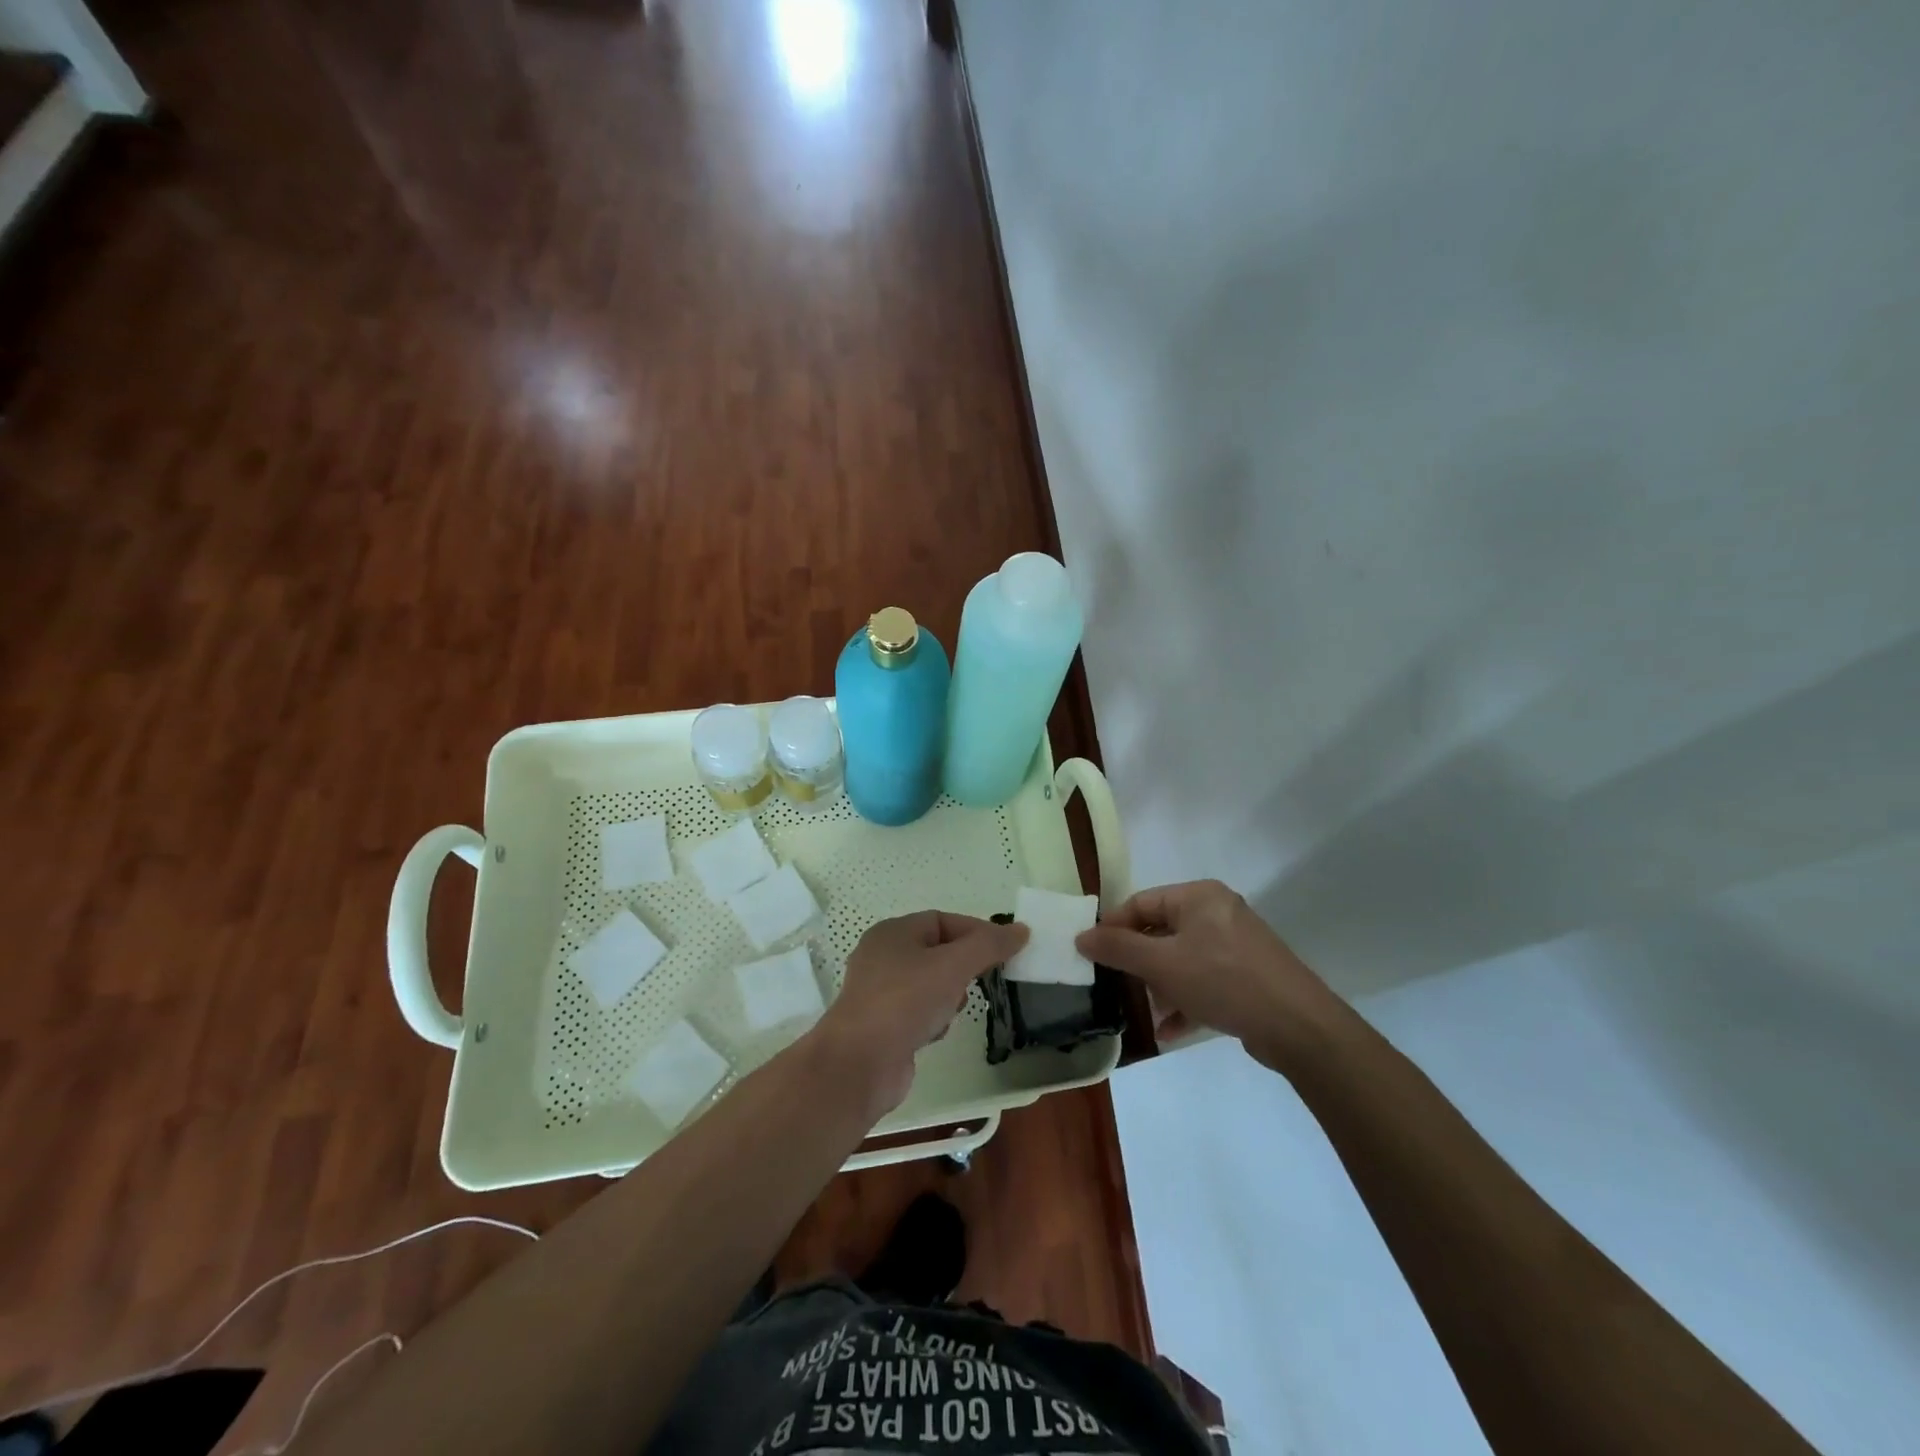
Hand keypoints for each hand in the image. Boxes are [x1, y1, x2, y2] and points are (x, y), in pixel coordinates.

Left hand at [814, 911, 1028, 1114]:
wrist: (859, 1064)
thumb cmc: (904, 1002)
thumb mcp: (953, 966)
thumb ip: (988, 946)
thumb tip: (1020, 930)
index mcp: (893, 932)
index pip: (942, 920)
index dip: (976, 931)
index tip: (1005, 950)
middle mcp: (883, 957)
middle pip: (937, 951)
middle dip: (963, 966)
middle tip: (982, 981)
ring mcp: (880, 993)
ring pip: (930, 983)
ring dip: (949, 995)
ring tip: (953, 1009)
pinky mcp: (883, 1025)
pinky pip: (919, 1012)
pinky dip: (933, 1019)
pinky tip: (936, 1032)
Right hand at [1076, 880, 1341, 1069]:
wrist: (1299, 1027)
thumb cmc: (1223, 981)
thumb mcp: (1162, 963)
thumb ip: (1118, 948)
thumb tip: (1081, 936)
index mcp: (1199, 896)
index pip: (1141, 903)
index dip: (1112, 927)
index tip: (1090, 954)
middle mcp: (1218, 913)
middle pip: (1161, 931)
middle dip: (1137, 961)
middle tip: (1113, 984)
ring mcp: (1236, 946)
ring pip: (1182, 959)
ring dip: (1159, 985)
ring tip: (1141, 1010)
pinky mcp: (1248, 977)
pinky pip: (1204, 981)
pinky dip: (1184, 1001)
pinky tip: (1167, 1030)